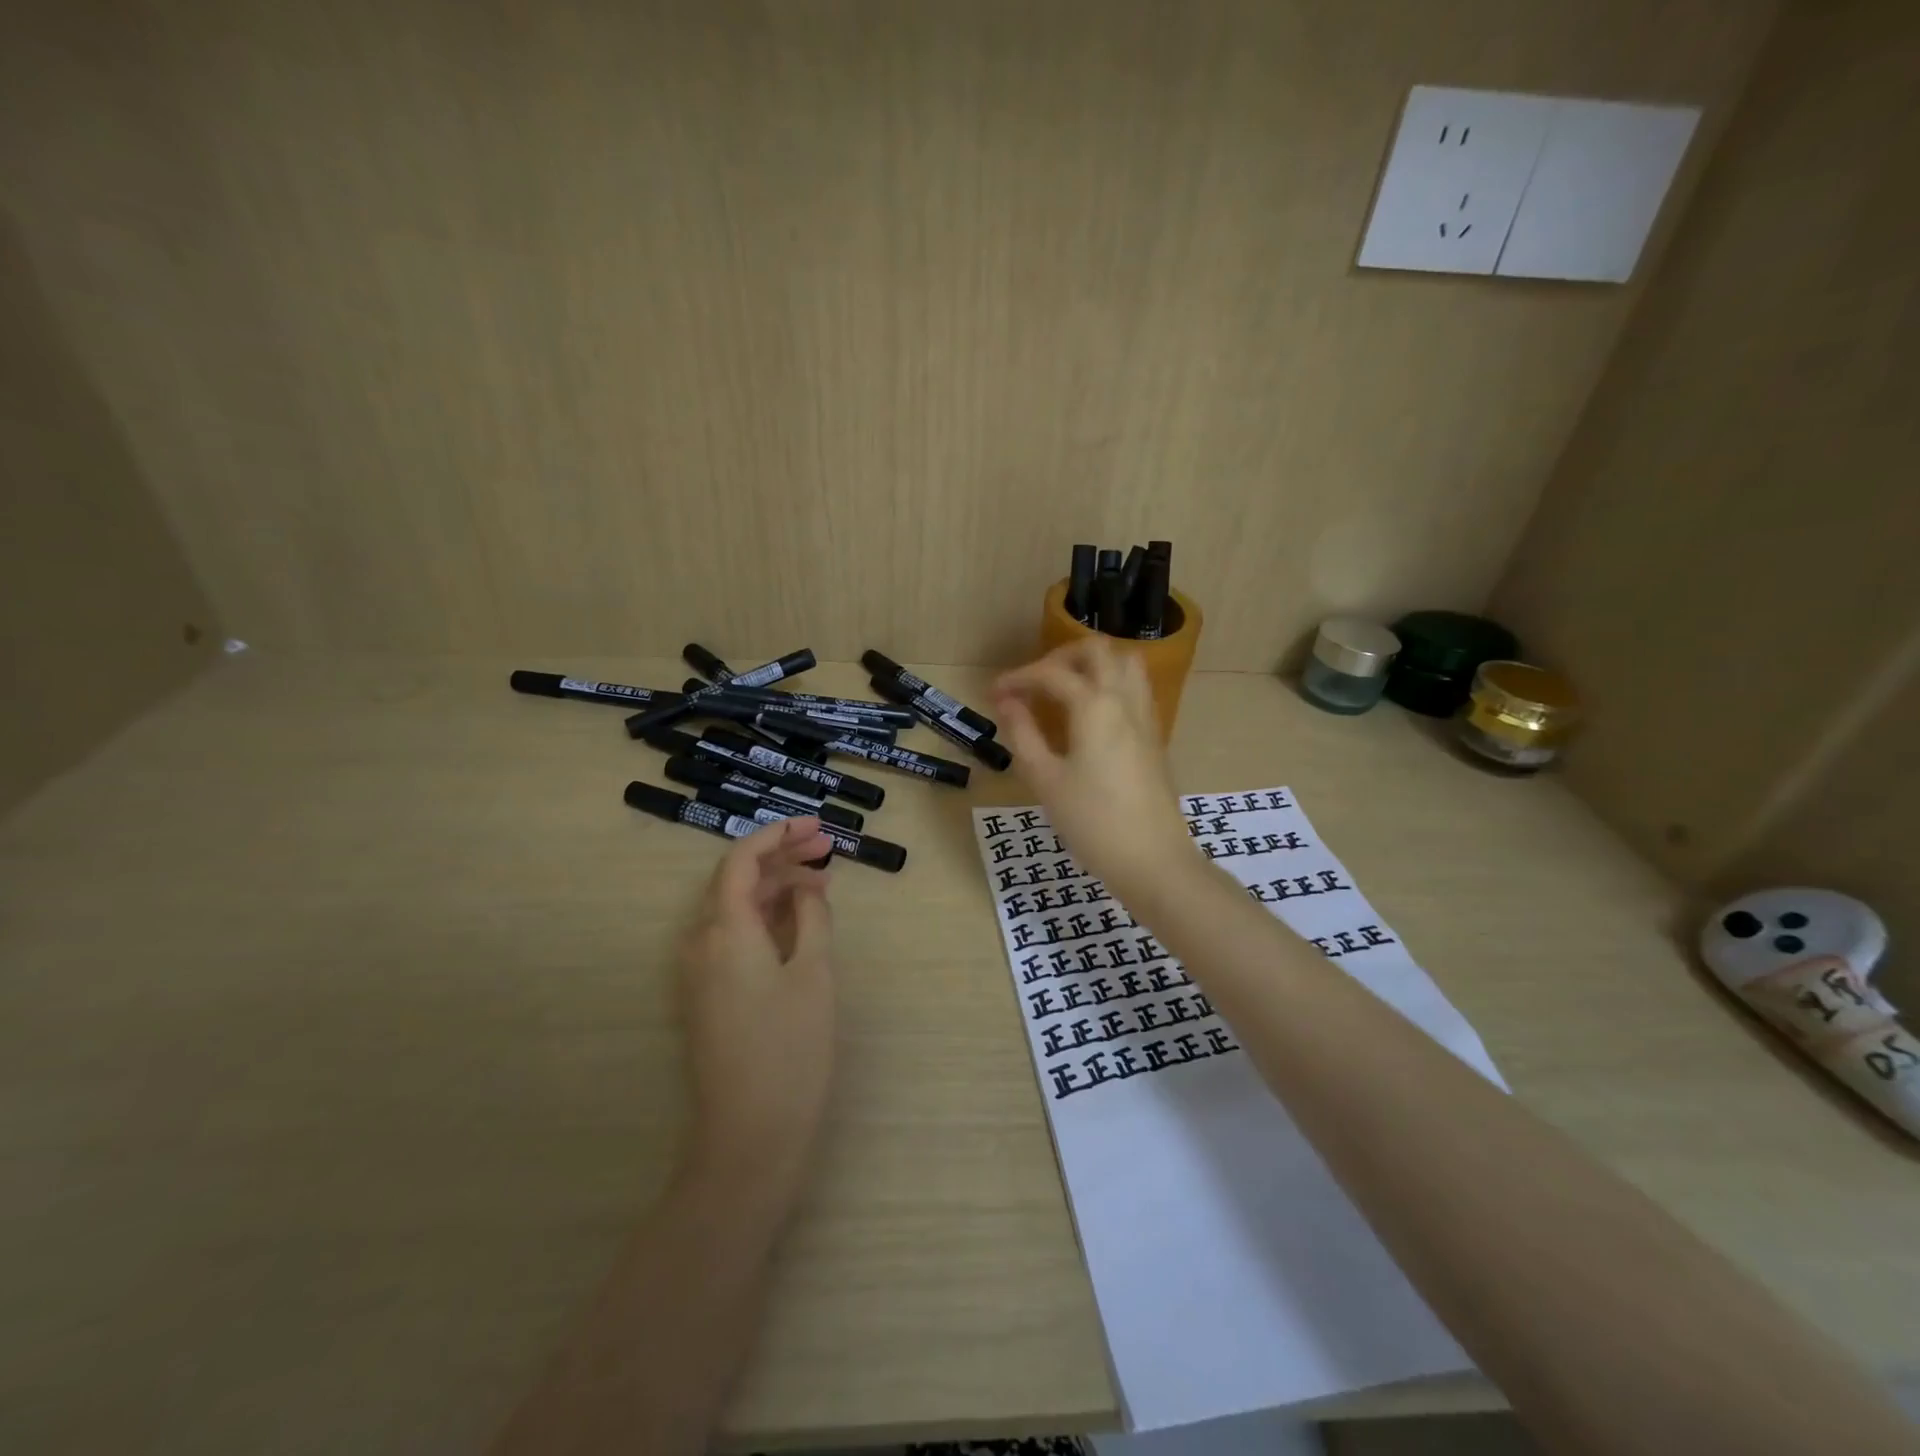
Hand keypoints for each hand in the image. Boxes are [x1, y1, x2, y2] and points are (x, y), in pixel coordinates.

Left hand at [676, 817, 835, 1208]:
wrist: (749, 1136)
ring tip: (822, 883)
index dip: (778, 835)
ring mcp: (699, 971)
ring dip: (777, 889)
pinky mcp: (706, 995)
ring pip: (736, 909)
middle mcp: (700, 942)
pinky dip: (765, 919)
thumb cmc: (790, 1049)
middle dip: (782, 859)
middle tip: (827, 849)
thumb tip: (807, 888)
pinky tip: (797, 922)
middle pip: (737, 881)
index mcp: (724, 929)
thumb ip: (811, 918)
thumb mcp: (814, 973)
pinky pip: (733, 937)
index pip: (742, 860)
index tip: (816, 826)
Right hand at [992, 639, 1195, 898]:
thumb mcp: (1046, 780)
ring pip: (1125, 664)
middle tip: (1035, 682)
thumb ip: (1023, 734)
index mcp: (1095, 706)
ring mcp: (1146, 717)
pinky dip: (1110, 685)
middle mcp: (1125, 700)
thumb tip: (1007, 703)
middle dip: (1061, 657)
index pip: (1052, 674)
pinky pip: (1135, 690)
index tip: (993, 693)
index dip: (1018, 678)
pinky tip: (1089, 716)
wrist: (1152, 860)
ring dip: (1092, 665)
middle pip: (1098, 651)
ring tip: (1064, 690)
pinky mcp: (1154, 737)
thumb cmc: (1092, 822)